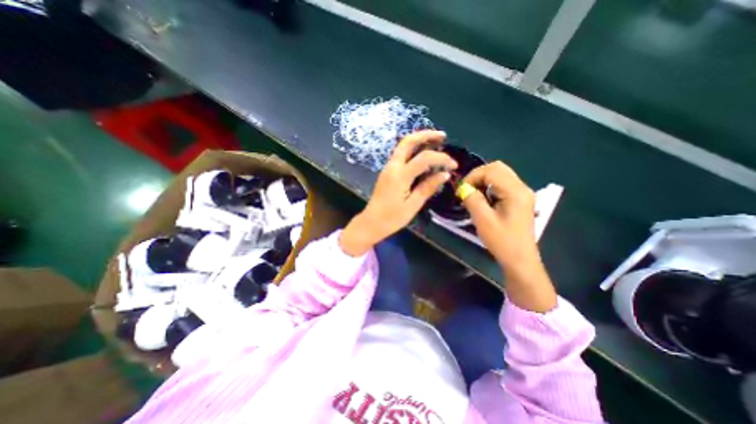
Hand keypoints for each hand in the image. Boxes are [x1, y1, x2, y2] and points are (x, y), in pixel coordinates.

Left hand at [341, 129, 457, 253]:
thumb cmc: (391, 218)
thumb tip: (445, 174)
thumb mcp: (412, 206)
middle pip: (408, 141)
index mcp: (399, 176)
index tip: (453, 165)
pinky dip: (413, 149)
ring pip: (403, 146)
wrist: (371, 222)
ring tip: (435, 142)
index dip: (441, 158)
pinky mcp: (387, 171)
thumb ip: (427, 188)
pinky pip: (400, 154)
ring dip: (419, 140)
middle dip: (426, 135)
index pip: (424, 158)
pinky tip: (423, 155)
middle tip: (443, 136)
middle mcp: (392, 166)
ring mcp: (388, 168)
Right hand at [462, 160, 535, 265]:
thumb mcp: (483, 220)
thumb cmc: (502, 241)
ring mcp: (522, 193)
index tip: (461, 190)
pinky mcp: (519, 199)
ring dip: (483, 181)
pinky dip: (489, 187)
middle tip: (466, 190)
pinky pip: (502, 184)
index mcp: (515, 192)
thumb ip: (472, 200)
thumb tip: (463, 188)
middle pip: (498, 168)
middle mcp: (522, 188)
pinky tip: (482, 200)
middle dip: (478, 176)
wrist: (520, 259)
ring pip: (500, 175)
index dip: (473, 176)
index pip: (492, 170)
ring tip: (472, 195)